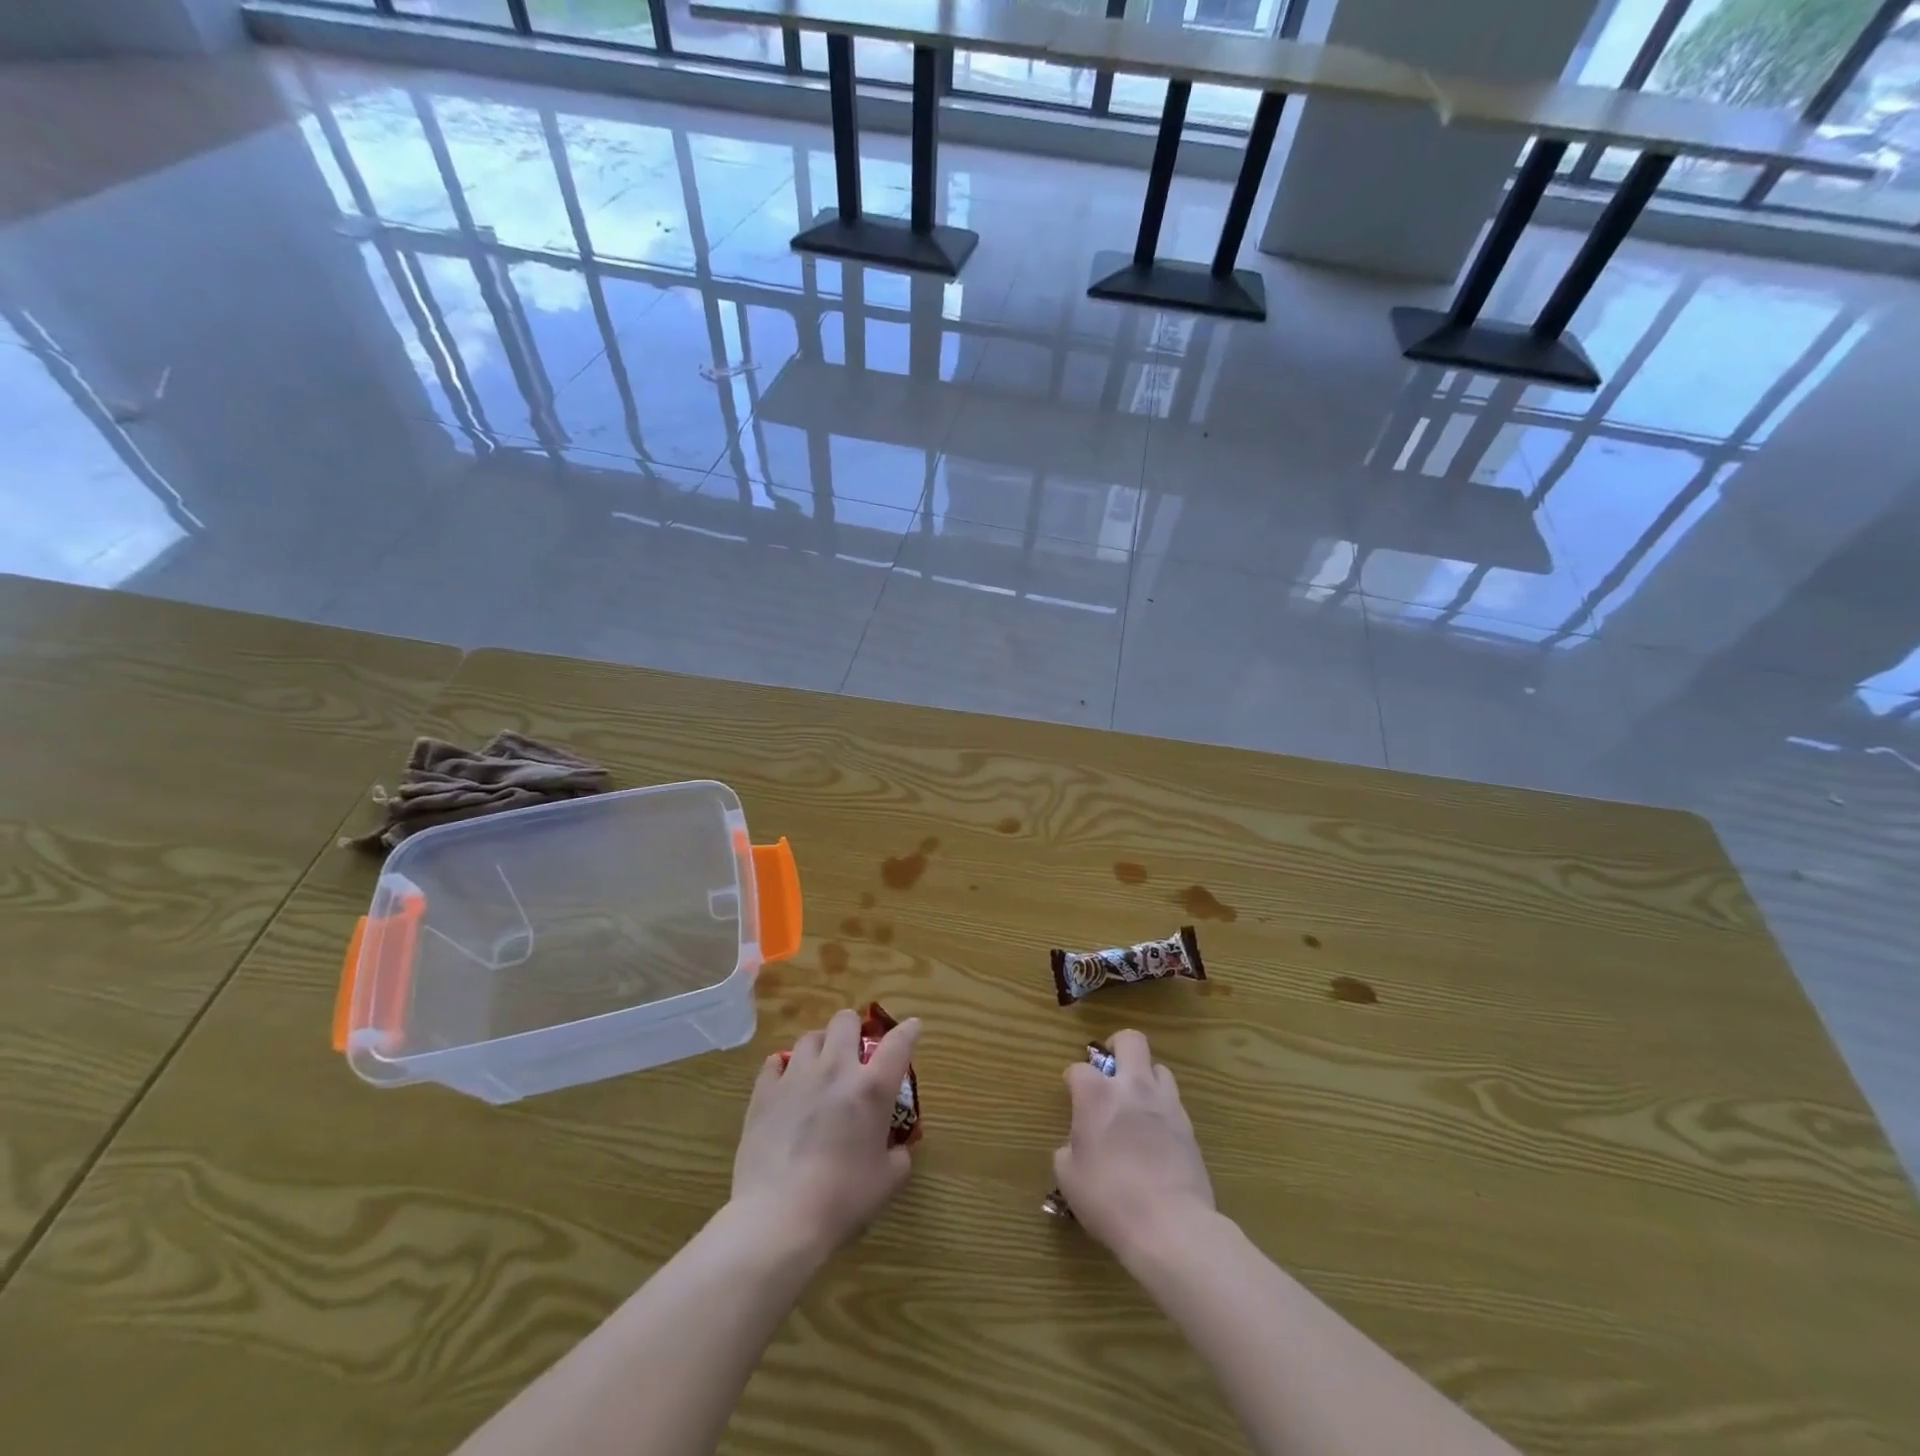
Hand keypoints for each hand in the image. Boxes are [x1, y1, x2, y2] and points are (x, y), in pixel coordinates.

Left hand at [730, 1008, 922, 1257]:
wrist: (779, 1218)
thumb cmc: (842, 1201)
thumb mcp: (887, 1182)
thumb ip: (898, 1156)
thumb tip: (897, 1148)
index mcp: (872, 1088)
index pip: (898, 1043)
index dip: (909, 1031)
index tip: (912, 1028)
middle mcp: (836, 1069)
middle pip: (846, 1021)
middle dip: (854, 1029)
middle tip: (855, 1053)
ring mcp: (796, 1077)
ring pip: (810, 1037)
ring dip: (821, 1047)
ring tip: (820, 1068)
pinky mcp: (764, 1092)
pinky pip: (775, 1062)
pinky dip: (784, 1068)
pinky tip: (786, 1084)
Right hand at [1053, 1029, 1213, 1262]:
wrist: (1170, 1225)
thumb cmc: (1109, 1199)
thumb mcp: (1070, 1179)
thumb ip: (1068, 1151)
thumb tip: (1076, 1146)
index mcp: (1096, 1095)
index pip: (1078, 1069)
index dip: (1072, 1081)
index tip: (1072, 1096)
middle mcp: (1132, 1087)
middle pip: (1130, 1040)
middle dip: (1117, 1047)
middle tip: (1110, 1070)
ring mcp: (1165, 1103)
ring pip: (1158, 1067)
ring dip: (1145, 1077)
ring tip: (1137, 1102)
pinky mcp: (1188, 1125)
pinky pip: (1173, 1101)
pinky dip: (1162, 1107)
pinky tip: (1156, 1133)